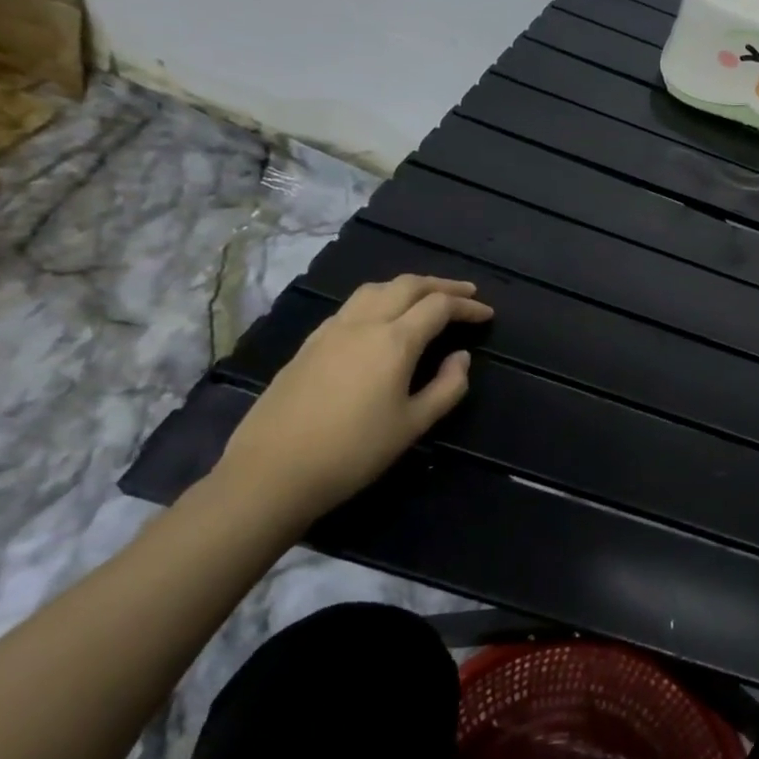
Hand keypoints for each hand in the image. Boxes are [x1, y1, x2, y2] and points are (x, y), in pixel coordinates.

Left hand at [215, 275, 493, 525]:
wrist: (271, 473)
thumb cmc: (353, 451)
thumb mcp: (414, 425)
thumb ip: (447, 387)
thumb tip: (461, 358)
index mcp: (394, 341)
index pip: (439, 306)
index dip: (467, 306)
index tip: (487, 315)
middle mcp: (363, 324)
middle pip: (407, 285)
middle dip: (441, 285)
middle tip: (466, 293)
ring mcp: (330, 331)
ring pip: (375, 289)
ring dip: (407, 287)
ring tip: (426, 298)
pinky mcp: (308, 345)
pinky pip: (351, 307)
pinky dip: (379, 301)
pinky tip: (381, 321)